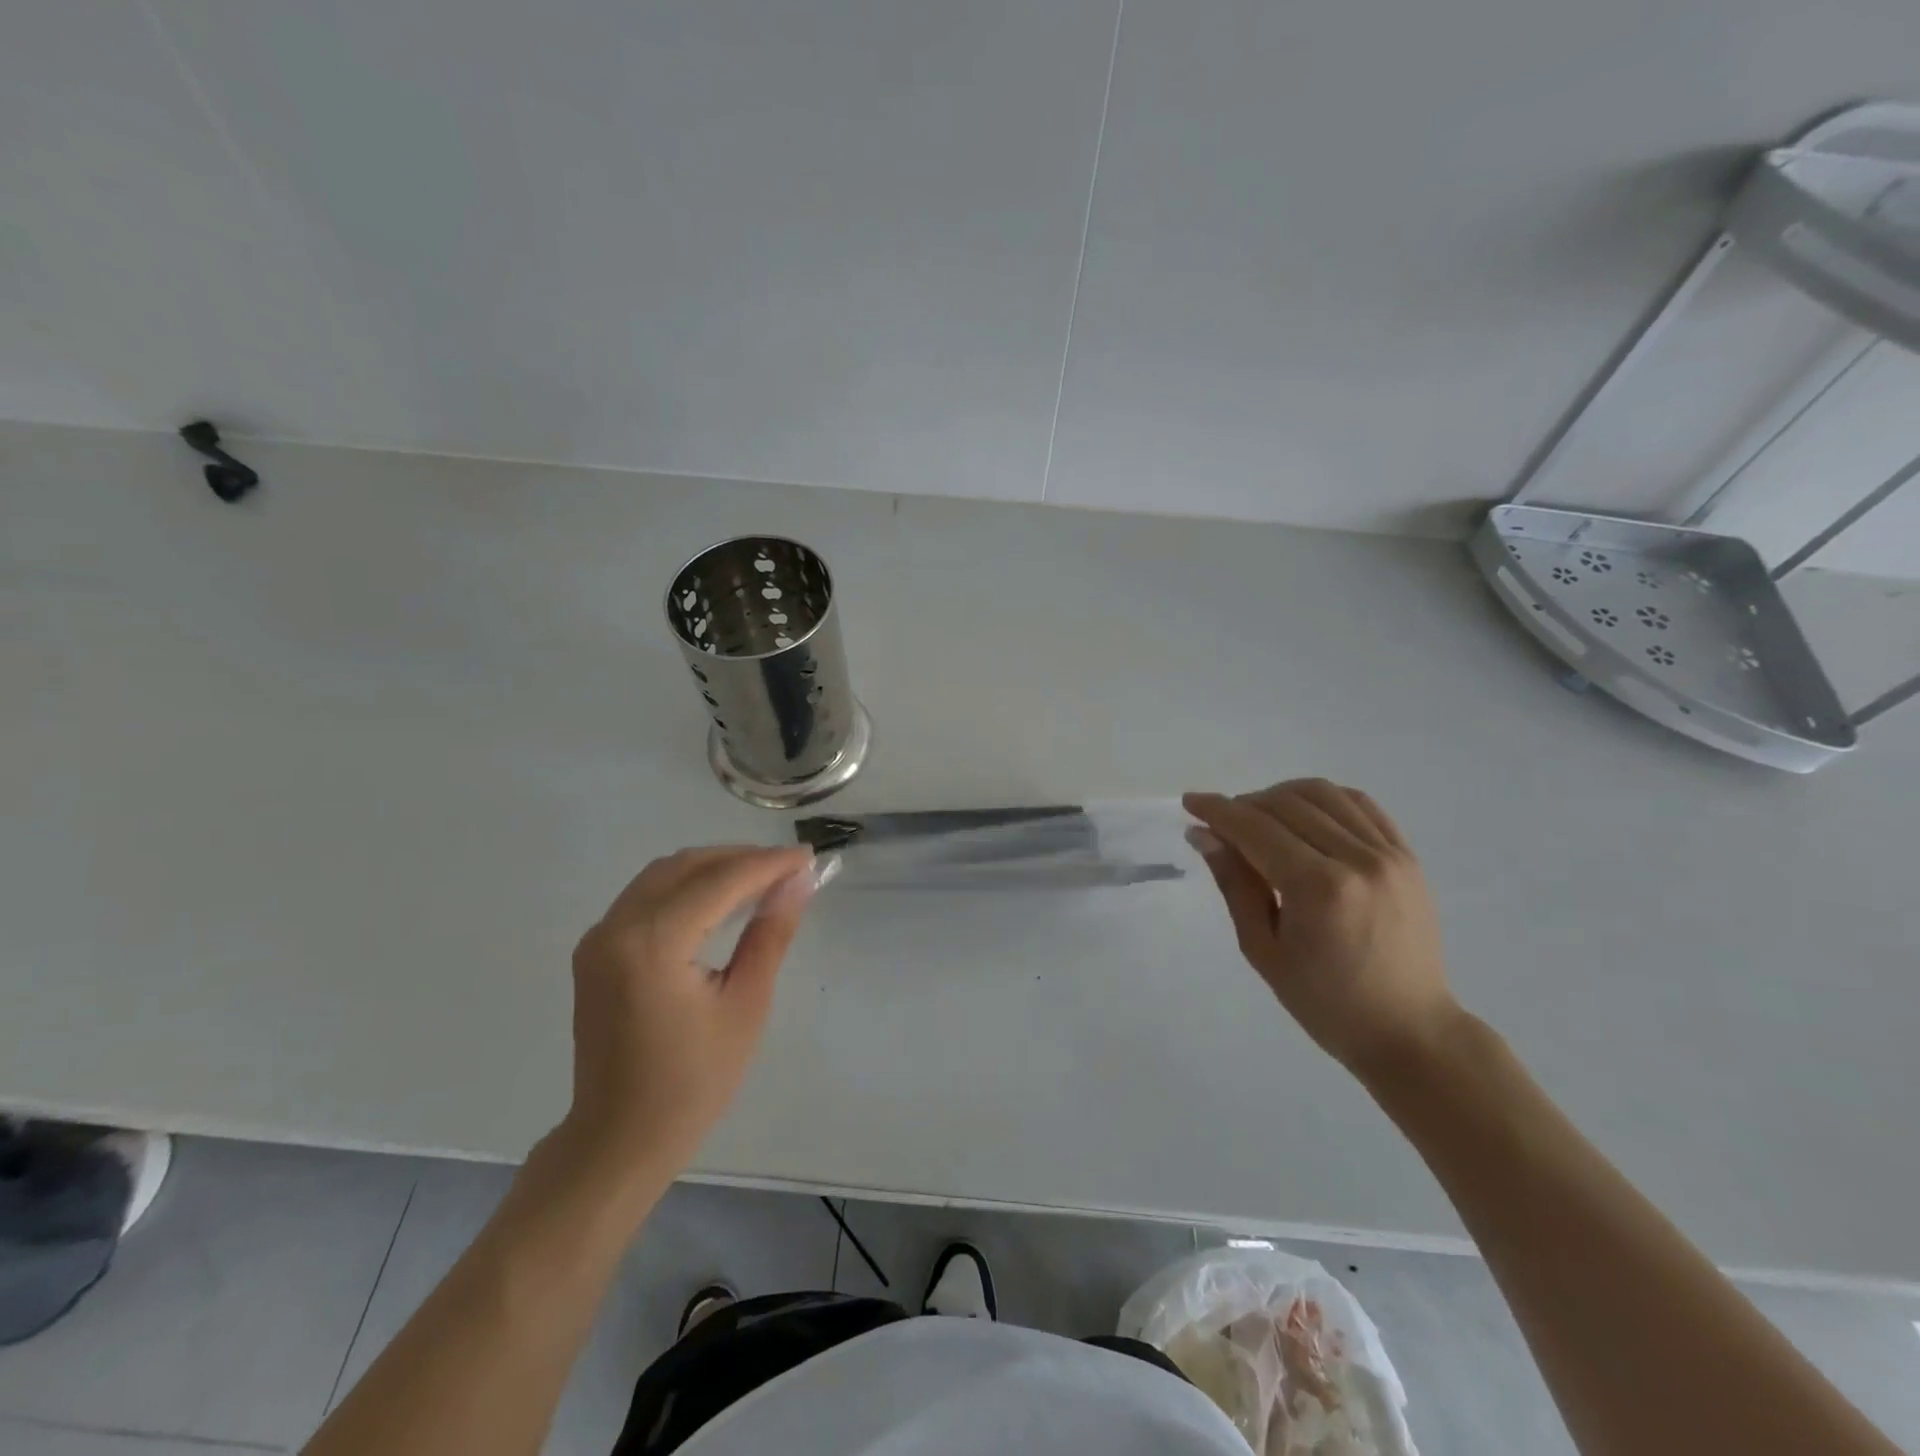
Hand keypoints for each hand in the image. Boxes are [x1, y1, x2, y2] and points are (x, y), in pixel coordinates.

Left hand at [554, 845, 818, 1195]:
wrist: (619, 1138)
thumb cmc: (693, 1082)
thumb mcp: (746, 1005)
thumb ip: (770, 934)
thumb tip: (798, 882)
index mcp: (652, 943)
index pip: (720, 881)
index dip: (769, 864)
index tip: (808, 858)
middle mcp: (616, 927)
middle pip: (688, 866)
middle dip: (741, 859)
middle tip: (789, 869)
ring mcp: (599, 937)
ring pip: (664, 874)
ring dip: (714, 868)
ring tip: (762, 880)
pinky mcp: (596, 950)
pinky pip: (646, 896)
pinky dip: (687, 887)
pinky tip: (719, 901)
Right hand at [1183, 780, 1461, 1078]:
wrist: (1408, 1031)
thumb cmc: (1324, 1002)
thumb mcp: (1262, 949)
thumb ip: (1234, 883)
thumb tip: (1203, 835)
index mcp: (1319, 888)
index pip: (1256, 828)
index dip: (1218, 811)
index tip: (1191, 802)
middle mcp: (1357, 859)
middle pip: (1287, 804)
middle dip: (1245, 805)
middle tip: (1222, 826)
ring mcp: (1389, 854)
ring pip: (1324, 794)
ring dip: (1282, 796)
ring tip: (1261, 819)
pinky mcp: (1407, 857)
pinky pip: (1361, 805)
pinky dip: (1325, 799)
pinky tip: (1305, 815)